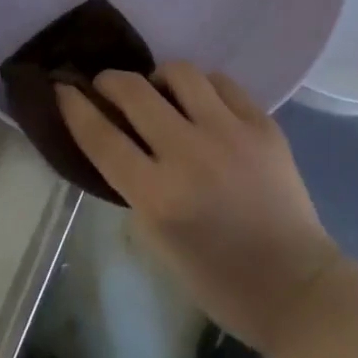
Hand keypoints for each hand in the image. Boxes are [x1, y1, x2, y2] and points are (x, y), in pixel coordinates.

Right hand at [56, 63, 342, 357]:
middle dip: (110, 80)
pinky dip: (203, 88)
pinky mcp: (261, 122)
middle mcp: (189, 154)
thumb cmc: (220, 279)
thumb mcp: (159, 243)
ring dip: (159, 79)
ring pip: (179, 71)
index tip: (62, 87)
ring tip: (162, 93)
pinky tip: (203, 104)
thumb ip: (134, 186)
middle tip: (108, 85)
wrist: (296, 286)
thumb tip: (116, 138)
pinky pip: (220, 82)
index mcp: (158, 197)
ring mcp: (229, 132)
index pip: (101, 137)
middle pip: (134, 92)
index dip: (75, 106)